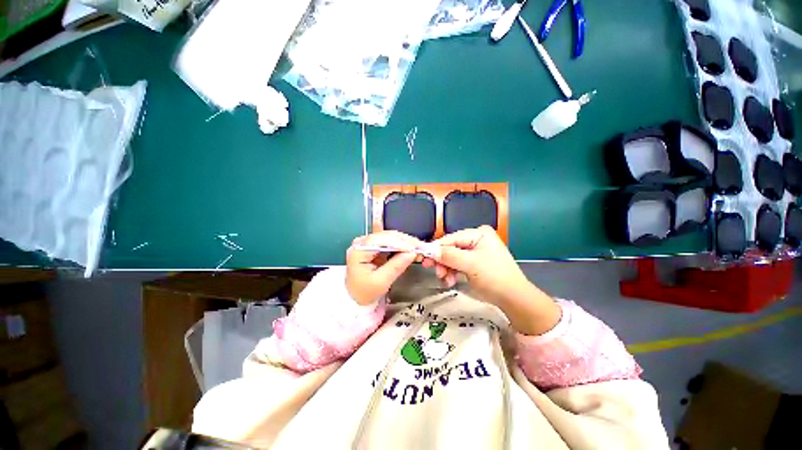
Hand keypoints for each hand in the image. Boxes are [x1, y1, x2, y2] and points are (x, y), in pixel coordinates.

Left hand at [346, 231, 421, 304]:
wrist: (355, 297)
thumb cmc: (365, 292)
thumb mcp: (381, 282)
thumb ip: (396, 266)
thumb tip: (413, 253)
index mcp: (358, 251)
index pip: (380, 240)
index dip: (399, 242)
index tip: (414, 248)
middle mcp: (361, 242)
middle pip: (386, 236)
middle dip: (404, 241)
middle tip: (421, 246)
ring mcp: (367, 242)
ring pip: (389, 237)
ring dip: (404, 241)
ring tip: (418, 247)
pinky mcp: (373, 245)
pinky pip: (389, 241)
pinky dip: (400, 244)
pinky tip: (410, 246)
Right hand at [423, 226, 526, 304]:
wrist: (514, 299)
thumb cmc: (495, 277)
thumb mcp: (471, 264)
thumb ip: (449, 256)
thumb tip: (429, 250)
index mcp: (479, 234)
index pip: (452, 238)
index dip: (436, 247)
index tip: (423, 256)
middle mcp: (476, 240)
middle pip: (451, 248)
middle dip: (442, 260)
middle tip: (430, 269)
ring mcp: (475, 252)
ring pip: (452, 257)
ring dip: (446, 268)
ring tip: (444, 279)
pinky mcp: (474, 263)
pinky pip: (458, 265)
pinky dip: (452, 272)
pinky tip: (450, 281)